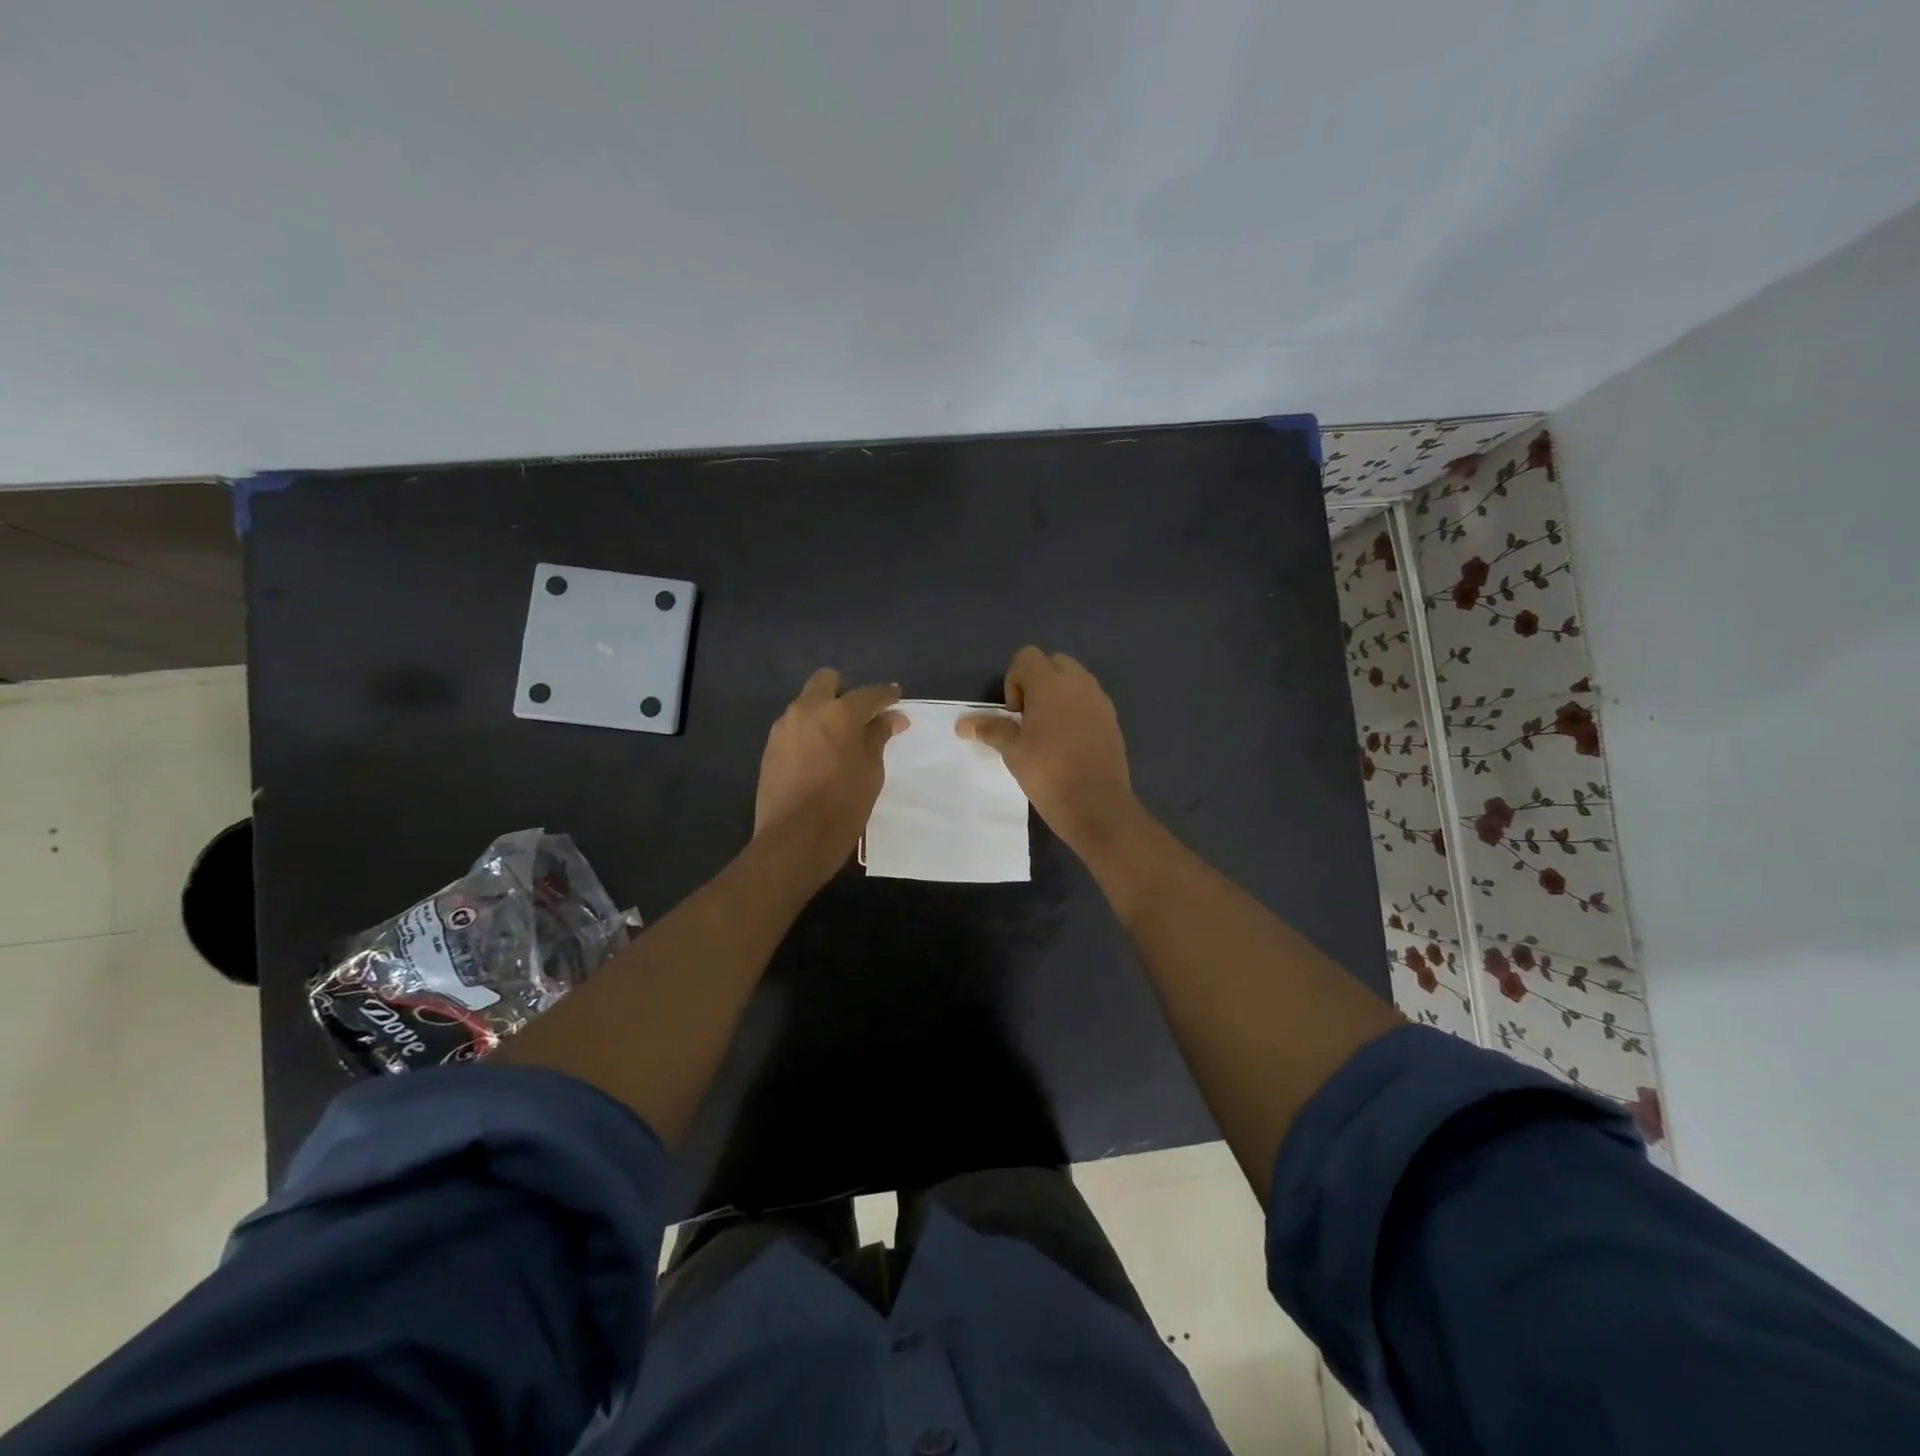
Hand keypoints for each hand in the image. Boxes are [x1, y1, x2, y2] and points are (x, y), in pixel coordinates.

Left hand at [755, 668, 906, 861]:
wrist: (793, 840)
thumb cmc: (843, 806)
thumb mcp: (871, 772)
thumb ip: (878, 737)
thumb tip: (892, 717)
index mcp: (838, 713)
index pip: (868, 694)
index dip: (885, 695)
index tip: (895, 698)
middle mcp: (807, 710)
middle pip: (826, 680)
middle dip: (845, 690)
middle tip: (860, 716)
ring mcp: (783, 727)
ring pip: (807, 703)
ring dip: (824, 711)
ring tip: (839, 739)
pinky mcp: (770, 747)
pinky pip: (794, 726)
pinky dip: (809, 731)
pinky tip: (818, 755)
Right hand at [958, 647, 1138, 851]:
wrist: (1096, 804)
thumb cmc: (1048, 773)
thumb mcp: (1013, 751)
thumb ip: (991, 729)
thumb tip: (963, 724)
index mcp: (1050, 684)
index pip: (1027, 657)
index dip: (1014, 681)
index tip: (1014, 713)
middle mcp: (1079, 683)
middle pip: (1053, 663)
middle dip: (1038, 682)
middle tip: (1029, 718)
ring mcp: (1100, 701)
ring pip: (1075, 681)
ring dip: (1059, 695)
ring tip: (1049, 732)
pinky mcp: (1113, 720)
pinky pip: (1090, 701)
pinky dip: (1077, 710)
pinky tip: (1070, 744)